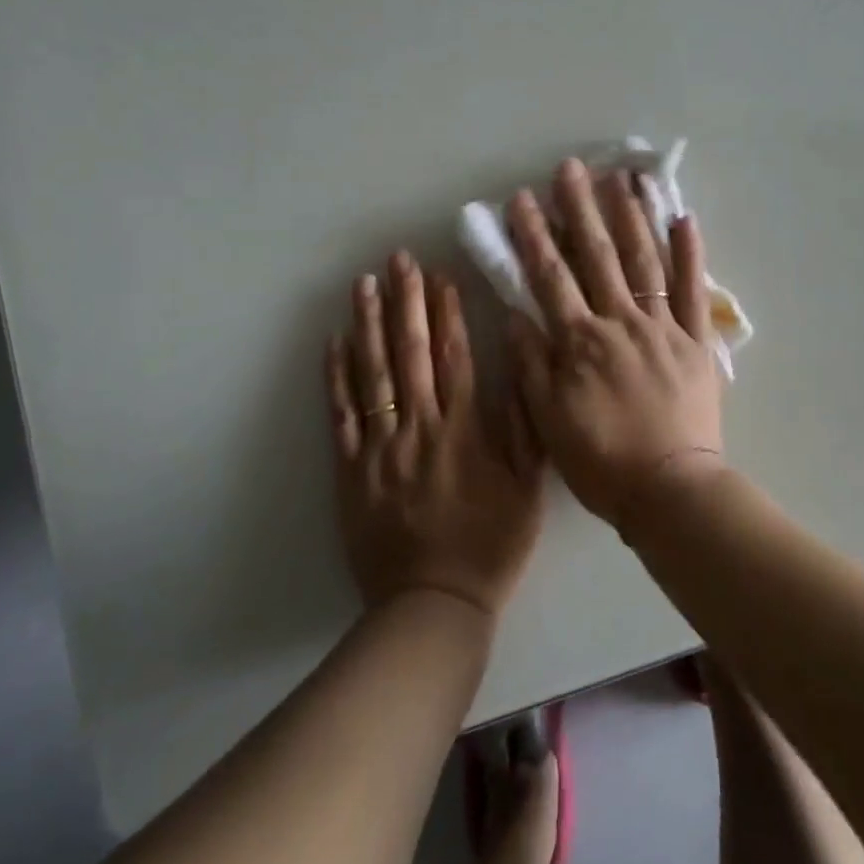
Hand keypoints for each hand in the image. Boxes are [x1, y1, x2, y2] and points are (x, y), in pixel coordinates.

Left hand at [326, 252, 541, 617]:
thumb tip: (517, 368)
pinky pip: (342, 415)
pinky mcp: (351, 470)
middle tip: (398, 260)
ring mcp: (380, 447)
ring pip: (373, 374)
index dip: (446, 312)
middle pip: (409, 353)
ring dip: (368, 324)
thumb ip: (524, 425)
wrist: (433, 603)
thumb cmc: (490, 543)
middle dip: (405, 302)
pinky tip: (334, 342)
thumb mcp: (528, 487)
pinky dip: (337, 376)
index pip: (453, 356)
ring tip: (364, 284)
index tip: (440, 275)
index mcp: (464, 430)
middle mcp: (420, 427)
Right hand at [505, 159, 725, 530]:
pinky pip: (692, 290)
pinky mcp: (696, 340)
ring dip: (631, 216)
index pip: (551, 277)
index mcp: (581, 341)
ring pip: (644, 261)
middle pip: (597, 256)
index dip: (534, 236)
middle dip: (580, 209)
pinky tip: (683, 218)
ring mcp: (663, 327)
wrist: (669, 490)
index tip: (522, 199)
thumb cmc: (602, 461)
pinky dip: (690, 254)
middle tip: (571, 168)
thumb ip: (532, 363)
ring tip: (622, 178)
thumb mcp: (549, 418)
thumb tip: (516, 313)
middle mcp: (621, 321)